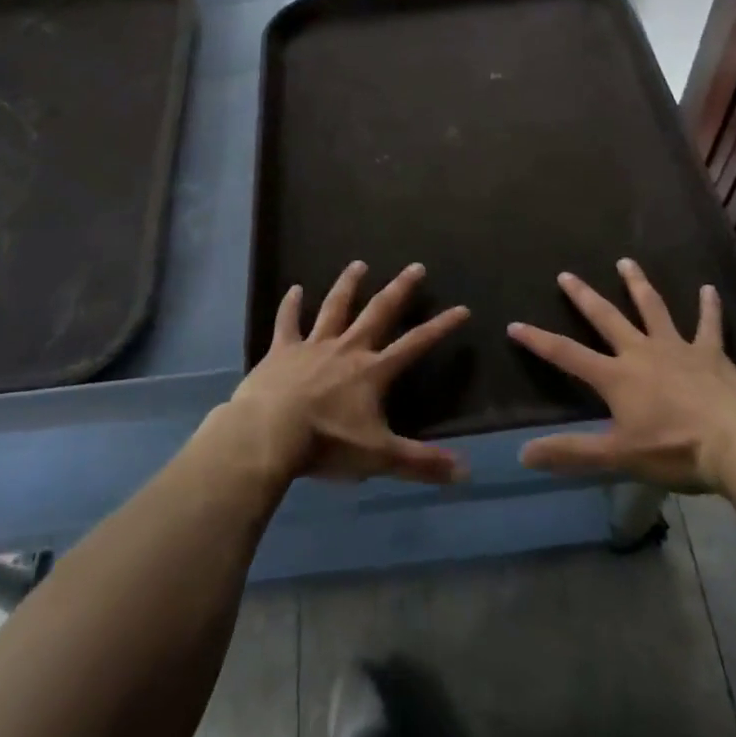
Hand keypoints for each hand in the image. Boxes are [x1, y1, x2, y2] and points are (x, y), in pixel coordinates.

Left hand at [223, 261, 469, 485]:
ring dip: (348, 285)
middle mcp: (347, 349)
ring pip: (335, 307)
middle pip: (378, 311)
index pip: (415, 344)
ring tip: (359, 264)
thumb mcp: (379, 457)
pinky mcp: (282, 350)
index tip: (462, 309)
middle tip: (416, 267)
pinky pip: (287, 322)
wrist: (268, 434)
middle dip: (400, 289)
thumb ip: (422, 463)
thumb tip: (467, 472)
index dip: (441, 327)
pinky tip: (293, 288)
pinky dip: (290, 306)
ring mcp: (313, 345)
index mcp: (373, 371)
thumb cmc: (326, 443)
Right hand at [508, 258, 735, 490]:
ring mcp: (677, 348)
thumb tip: (522, 453)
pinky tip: (709, 289)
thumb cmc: (674, 451)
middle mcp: (641, 352)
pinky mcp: (711, 353)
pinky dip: (709, 307)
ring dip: (638, 285)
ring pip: (652, 308)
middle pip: (607, 318)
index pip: (567, 354)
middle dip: (584, 297)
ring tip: (626, 261)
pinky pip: (709, 325)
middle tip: (566, 274)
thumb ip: (571, 452)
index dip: (538, 340)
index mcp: (616, 377)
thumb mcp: (618, 456)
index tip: (514, 324)